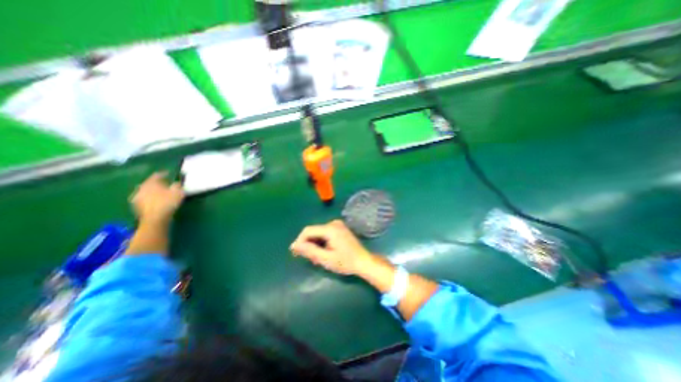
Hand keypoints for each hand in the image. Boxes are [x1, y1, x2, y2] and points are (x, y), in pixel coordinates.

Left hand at [128, 172, 182, 224]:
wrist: (155, 218)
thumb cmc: (168, 203)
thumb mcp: (178, 192)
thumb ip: (177, 186)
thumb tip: (176, 183)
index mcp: (151, 183)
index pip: (157, 175)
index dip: (164, 174)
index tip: (169, 174)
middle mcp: (141, 188)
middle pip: (149, 183)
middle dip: (156, 183)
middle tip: (165, 185)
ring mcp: (136, 197)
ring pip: (145, 191)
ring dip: (152, 191)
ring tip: (160, 194)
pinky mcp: (136, 206)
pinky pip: (143, 199)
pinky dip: (149, 198)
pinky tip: (155, 201)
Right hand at [288, 220, 370, 275]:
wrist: (363, 261)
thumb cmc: (346, 262)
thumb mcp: (326, 259)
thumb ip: (310, 251)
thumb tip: (294, 245)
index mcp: (330, 229)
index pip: (308, 231)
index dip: (299, 241)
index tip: (296, 253)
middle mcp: (333, 223)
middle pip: (313, 231)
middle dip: (308, 244)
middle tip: (308, 258)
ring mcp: (337, 225)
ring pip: (318, 232)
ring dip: (314, 243)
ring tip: (316, 257)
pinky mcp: (340, 228)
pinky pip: (325, 233)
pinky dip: (321, 241)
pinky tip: (323, 251)